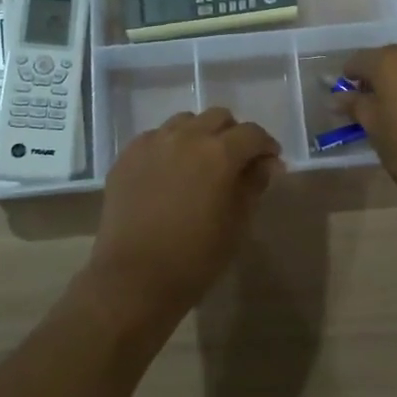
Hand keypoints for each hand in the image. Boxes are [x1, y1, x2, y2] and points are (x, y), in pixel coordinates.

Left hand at [87, 107, 283, 330]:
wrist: (134, 278)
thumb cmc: (195, 258)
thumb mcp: (237, 224)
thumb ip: (254, 185)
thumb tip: (268, 163)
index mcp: (219, 153)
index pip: (252, 133)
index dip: (265, 146)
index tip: (269, 163)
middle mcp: (186, 137)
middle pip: (218, 117)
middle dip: (233, 134)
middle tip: (235, 161)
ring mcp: (152, 143)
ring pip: (184, 122)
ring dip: (199, 135)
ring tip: (199, 164)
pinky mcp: (127, 155)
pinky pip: (155, 138)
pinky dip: (169, 147)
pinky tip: (169, 173)